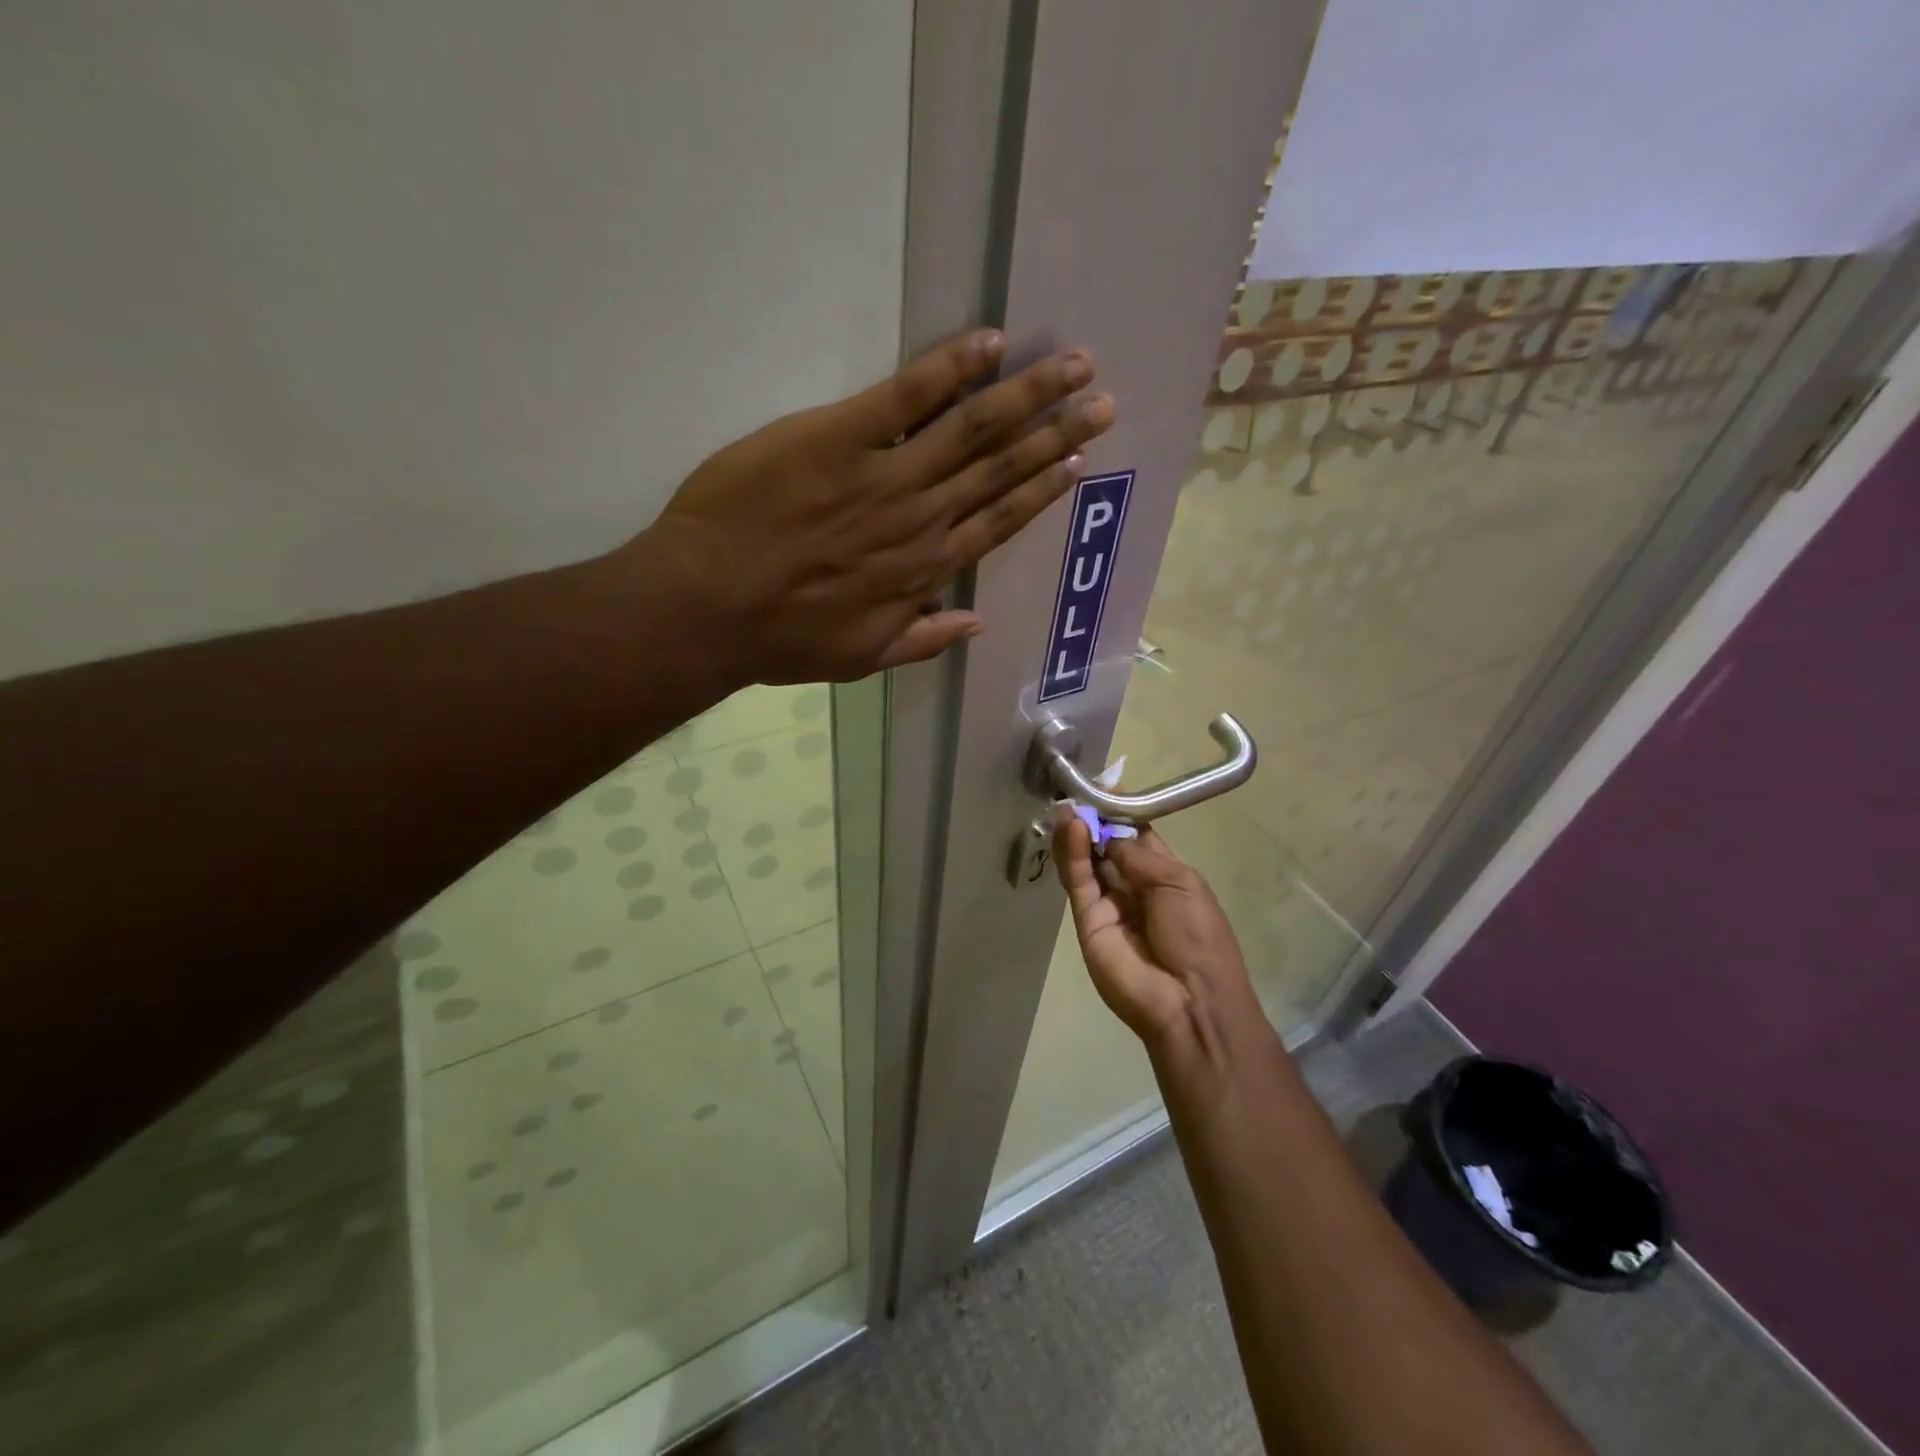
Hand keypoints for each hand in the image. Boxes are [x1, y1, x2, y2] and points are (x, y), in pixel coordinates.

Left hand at [630, 330, 1115, 685]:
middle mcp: (922, 519)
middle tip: (1101, 401)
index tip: (1077, 462)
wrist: (709, 608)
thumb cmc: (781, 637)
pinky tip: (989, 343)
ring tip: (1072, 366)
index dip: (1041, 490)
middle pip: (1001, 469)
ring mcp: (885, 476)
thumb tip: (975, 625)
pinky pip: (906, 397)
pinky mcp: (839, 438)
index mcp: (925, 569)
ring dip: (1026, 396)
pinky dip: (949, 369)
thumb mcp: (860, 658)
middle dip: (1056, 433)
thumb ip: (921, 640)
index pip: (999, 521)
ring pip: (972, 430)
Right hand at [1054, 813, 1259, 1054]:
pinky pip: (1078, 881)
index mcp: (1164, 874)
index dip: (1121, 811)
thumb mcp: (1179, 883)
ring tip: (1068, 804)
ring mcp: (1108, 903)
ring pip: (1087, 860)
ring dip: (1078, 831)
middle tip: (1076, 790)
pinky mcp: (1086, 920)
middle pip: (1106, 845)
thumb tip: (1106, 833)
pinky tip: (1071, 828)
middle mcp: (1133, 886)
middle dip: (1094, 817)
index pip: (1136, 835)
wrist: (1189, 1000)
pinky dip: (1072, 854)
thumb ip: (1138, 854)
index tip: (1104, 785)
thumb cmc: (1198, 936)